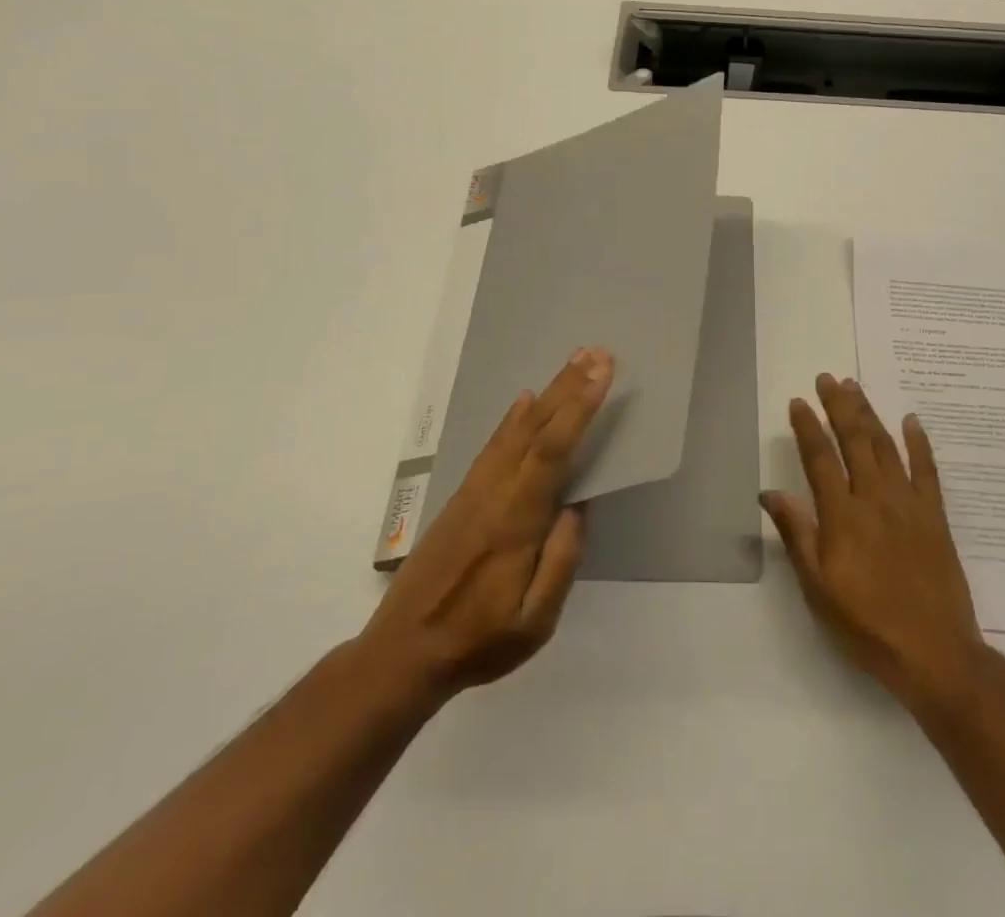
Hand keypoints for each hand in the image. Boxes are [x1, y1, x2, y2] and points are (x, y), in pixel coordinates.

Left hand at [356, 346, 614, 707]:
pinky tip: (525, 402)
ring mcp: (475, 491)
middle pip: (536, 427)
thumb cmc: (477, 640)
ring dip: (547, 393)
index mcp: (517, 520)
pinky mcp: (462, 496)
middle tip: (595, 352)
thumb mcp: (534, 622)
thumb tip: (579, 505)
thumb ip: (561, 562)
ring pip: (515, 430)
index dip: (578, 408)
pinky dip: (513, 418)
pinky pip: (494, 445)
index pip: (553, 450)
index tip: (602, 373)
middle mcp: (495, 493)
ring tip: (571, 364)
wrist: (402, 652)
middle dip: (568, 387)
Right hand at [762, 374, 987, 712]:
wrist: (934, 652)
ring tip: (856, 388)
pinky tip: (911, 419)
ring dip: (869, 414)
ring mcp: (908, 503)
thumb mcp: (818, 588)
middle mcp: (874, 498)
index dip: (808, 427)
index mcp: (842, 515)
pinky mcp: (935, 515)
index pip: (820, 458)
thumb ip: (798, 535)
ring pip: (886, 446)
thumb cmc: (866, 624)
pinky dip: (919, 442)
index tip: (799, 401)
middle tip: (828, 378)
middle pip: (855, 440)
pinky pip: (927, 469)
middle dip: (839, 406)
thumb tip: (770, 493)